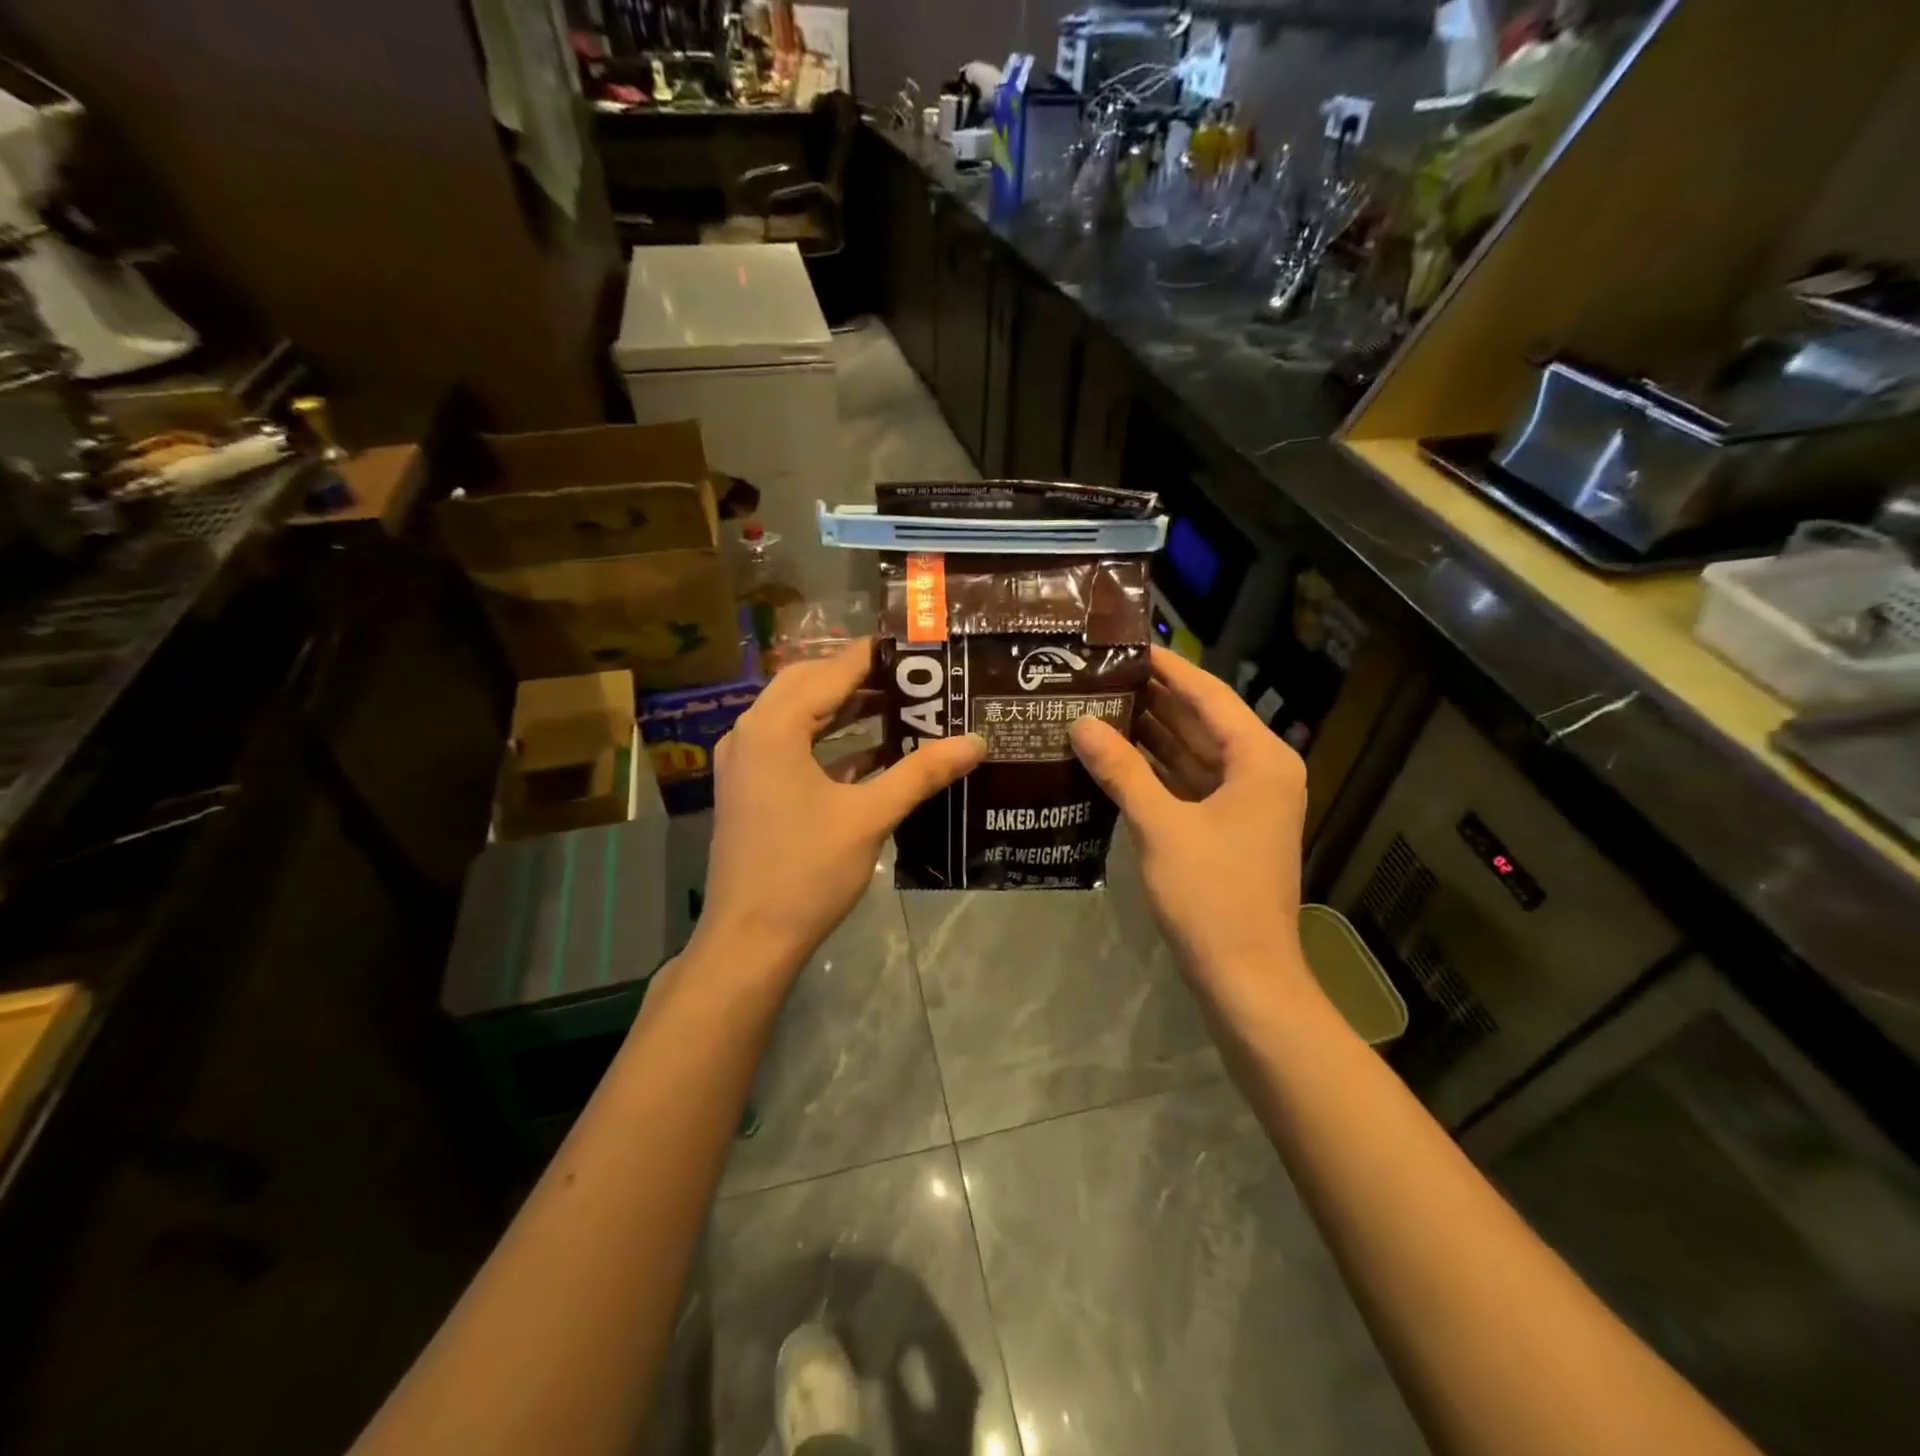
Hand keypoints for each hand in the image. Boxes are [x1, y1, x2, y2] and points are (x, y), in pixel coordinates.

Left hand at [694, 639, 984, 976]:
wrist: (749, 940)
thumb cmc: (806, 872)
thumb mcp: (869, 817)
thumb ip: (922, 773)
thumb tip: (976, 742)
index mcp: (773, 727)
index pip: (831, 671)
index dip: (876, 656)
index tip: (920, 648)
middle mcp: (751, 732)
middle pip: (810, 685)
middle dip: (861, 679)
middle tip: (915, 677)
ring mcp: (746, 761)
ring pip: (800, 715)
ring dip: (846, 709)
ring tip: (903, 706)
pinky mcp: (751, 787)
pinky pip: (793, 746)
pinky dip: (830, 742)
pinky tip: (875, 752)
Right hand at [1070, 646, 1312, 1011]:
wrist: (1245, 976)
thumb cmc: (1211, 895)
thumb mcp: (1160, 826)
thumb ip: (1121, 770)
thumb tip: (1081, 723)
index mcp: (1260, 760)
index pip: (1209, 695)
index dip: (1167, 668)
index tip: (1126, 645)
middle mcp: (1260, 771)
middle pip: (1201, 721)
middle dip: (1153, 699)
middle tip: (1100, 675)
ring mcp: (1245, 801)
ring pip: (1193, 753)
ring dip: (1151, 733)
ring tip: (1098, 705)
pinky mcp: (1227, 827)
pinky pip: (1189, 782)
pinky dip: (1156, 769)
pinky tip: (1115, 755)